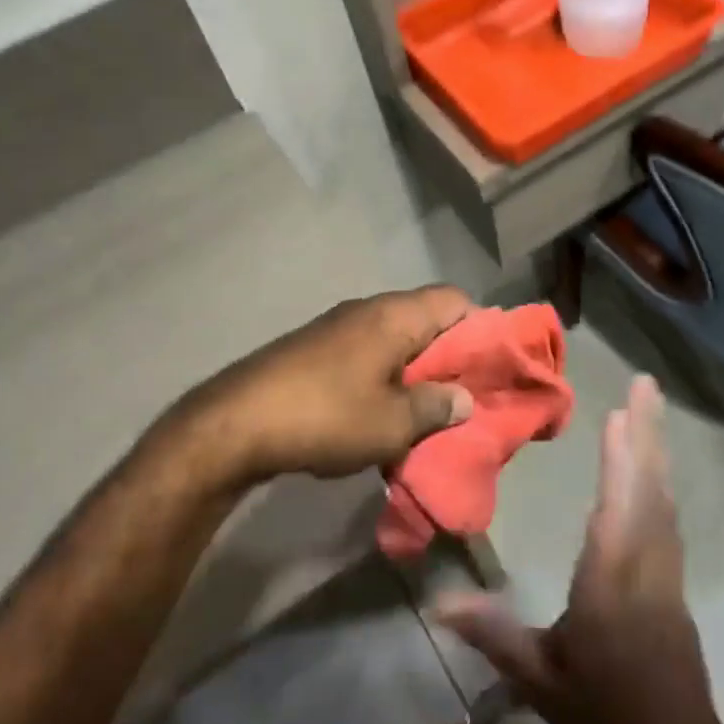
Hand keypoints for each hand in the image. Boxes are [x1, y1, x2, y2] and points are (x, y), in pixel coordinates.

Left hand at [173, 287, 476, 485]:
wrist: (235, 423)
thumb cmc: (327, 416)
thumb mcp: (393, 423)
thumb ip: (436, 407)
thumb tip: (464, 399)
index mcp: (396, 315)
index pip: (455, 300)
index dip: (481, 329)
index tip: (489, 368)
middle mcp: (369, 310)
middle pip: (427, 319)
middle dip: (449, 357)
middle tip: (462, 397)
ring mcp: (338, 326)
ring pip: (396, 339)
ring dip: (415, 371)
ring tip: (425, 413)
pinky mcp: (315, 348)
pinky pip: (367, 353)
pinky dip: (384, 377)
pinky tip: (381, 414)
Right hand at [437, 376, 723, 723]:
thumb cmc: (606, 713)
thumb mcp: (541, 678)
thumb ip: (493, 633)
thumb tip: (438, 601)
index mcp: (611, 578)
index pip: (618, 505)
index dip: (621, 456)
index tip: (620, 412)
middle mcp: (644, 562)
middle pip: (649, 486)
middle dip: (647, 431)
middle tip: (646, 383)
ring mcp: (666, 572)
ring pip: (663, 498)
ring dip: (655, 451)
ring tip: (646, 412)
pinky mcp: (674, 584)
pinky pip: (667, 517)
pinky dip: (657, 483)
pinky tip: (650, 475)